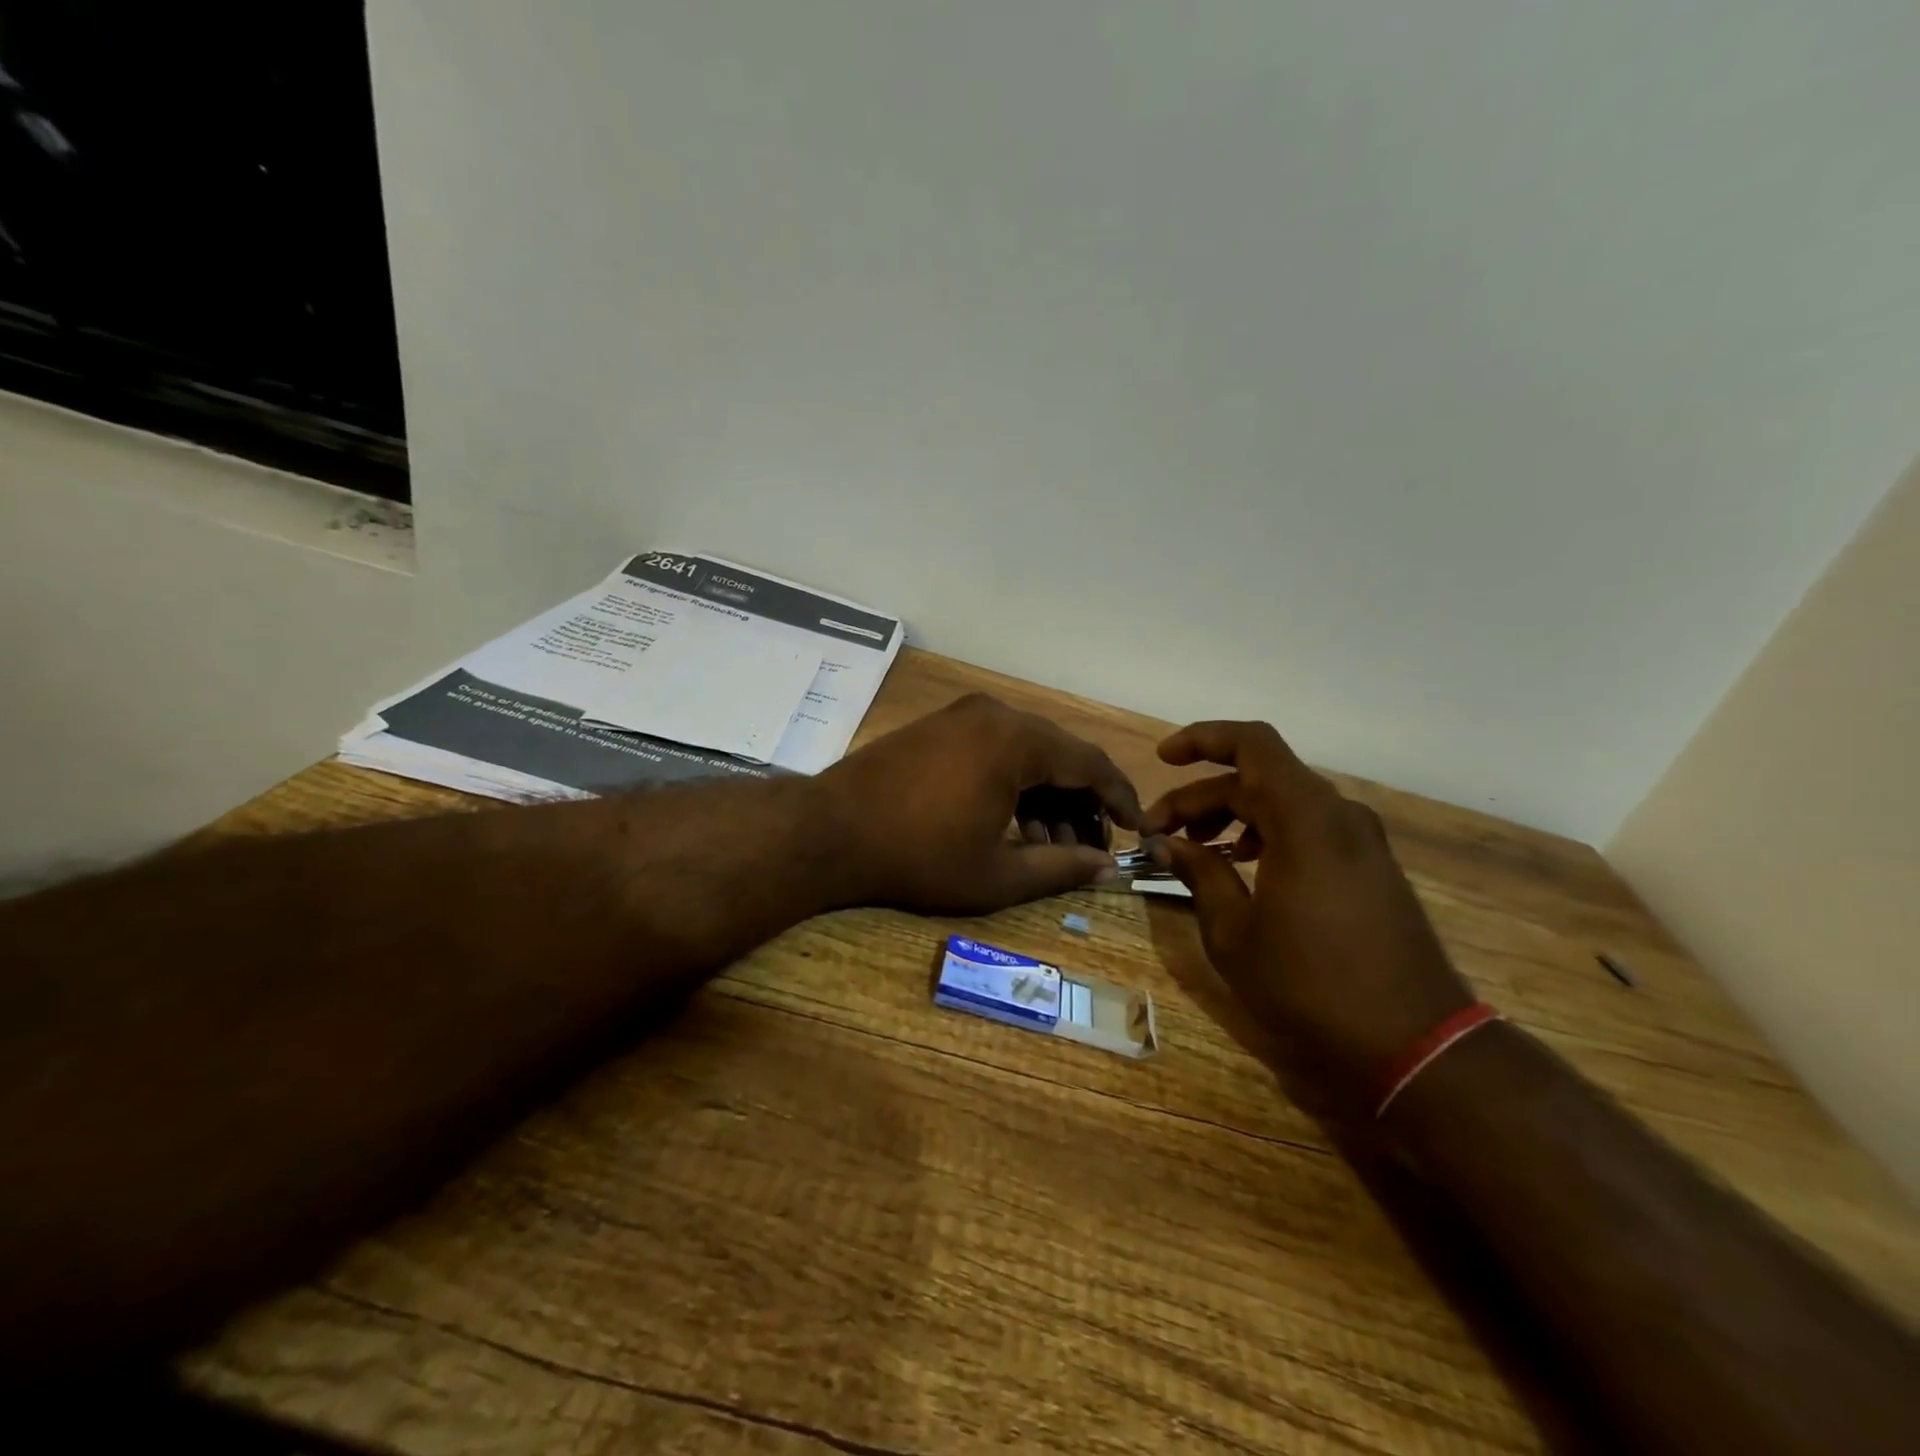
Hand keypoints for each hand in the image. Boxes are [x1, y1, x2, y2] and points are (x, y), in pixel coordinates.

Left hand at [815, 693, 1141, 914]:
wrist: (828, 832)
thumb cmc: (918, 856)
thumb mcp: (997, 873)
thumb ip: (1062, 869)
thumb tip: (1109, 868)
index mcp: (1016, 740)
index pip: (1090, 763)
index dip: (1119, 798)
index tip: (1136, 829)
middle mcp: (993, 714)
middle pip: (1058, 756)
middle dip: (1079, 804)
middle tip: (1086, 850)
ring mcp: (961, 716)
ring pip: (1025, 753)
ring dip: (1044, 798)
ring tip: (1046, 849)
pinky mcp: (938, 727)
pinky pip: (993, 750)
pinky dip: (1012, 784)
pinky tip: (1009, 825)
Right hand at [1140, 721, 1472, 1110]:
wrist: (1415, 1044)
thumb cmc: (1310, 985)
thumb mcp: (1234, 932)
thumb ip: (1199, 873)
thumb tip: (1166, 843)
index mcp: (1305, 818)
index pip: (1250, 744)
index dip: (1202, 739)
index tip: (1162, 760)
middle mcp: (1338, 815)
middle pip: (1259, 777)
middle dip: (1202, 795)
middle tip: (1159, 832)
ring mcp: (1361, 841)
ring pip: (1284, 801)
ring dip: (1234, 813)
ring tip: (1196, 849)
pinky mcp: (1370, 867)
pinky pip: (1309, 827)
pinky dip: (1268, 832)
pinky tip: (1244, 867)